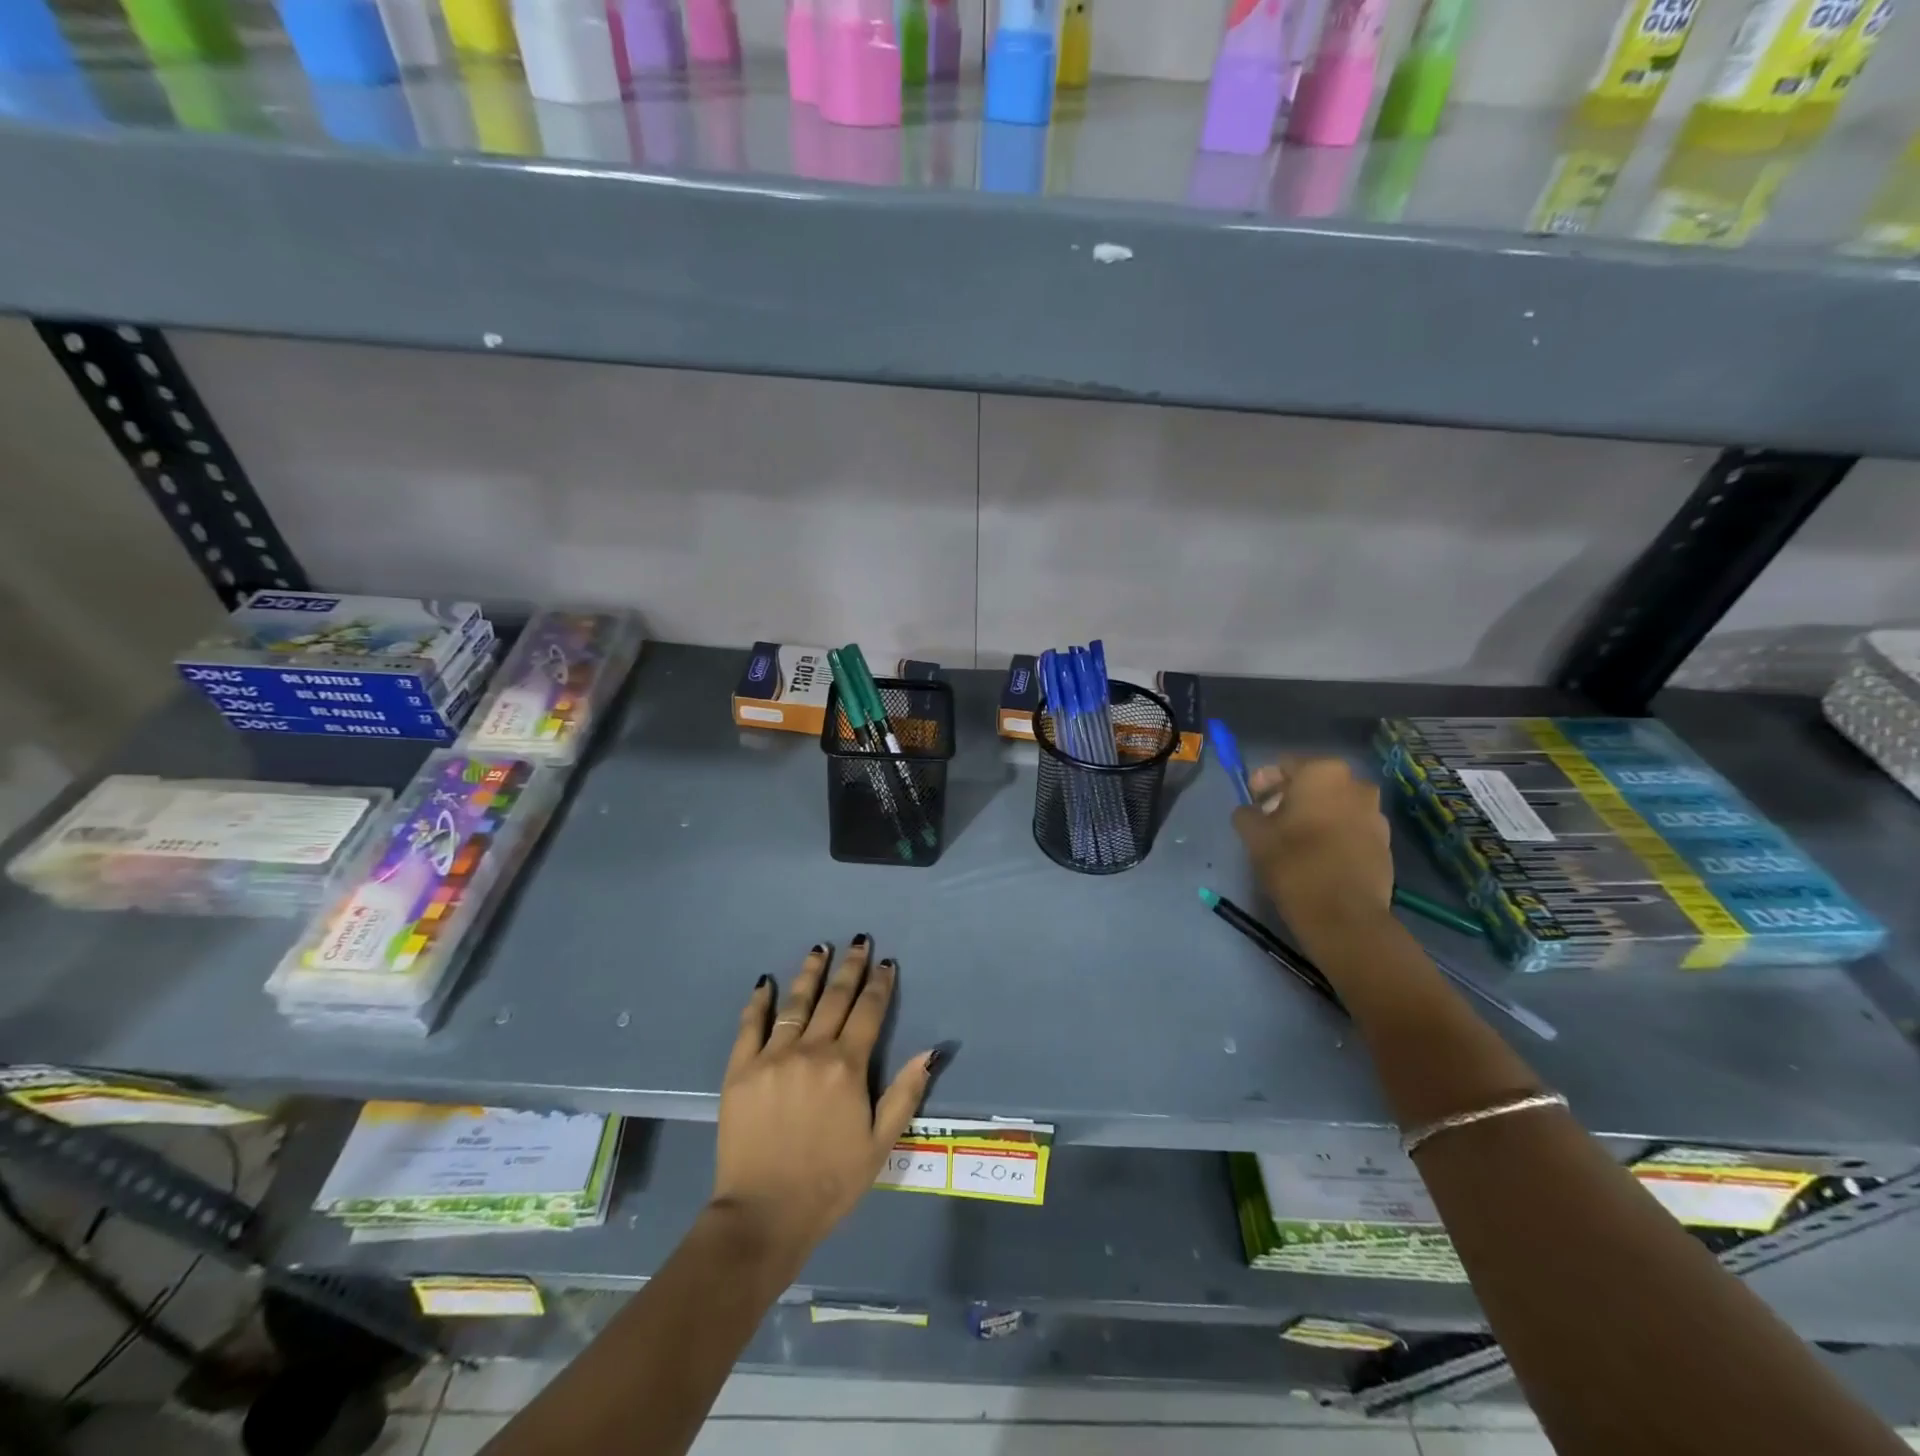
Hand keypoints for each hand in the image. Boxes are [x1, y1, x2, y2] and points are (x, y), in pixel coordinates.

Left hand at [711, 938, 934, 1271]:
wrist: (764, 1215)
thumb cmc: (830, 1182)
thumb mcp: (880, 1143)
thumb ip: (905, 1093)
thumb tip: (931, 1050)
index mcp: (847, 1066)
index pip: (868, 1012)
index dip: (879, 985)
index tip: (886, 962)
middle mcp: (812, 1050)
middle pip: (835, 998)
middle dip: (850, 967)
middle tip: (859, 941)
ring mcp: (773, 1057)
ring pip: (796, 1003)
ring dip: (810, 973)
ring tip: (820, 948)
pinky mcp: (741, 1070)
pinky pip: (750, 1027)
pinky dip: (759, 1002)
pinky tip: (765, 982)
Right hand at [1232, 756, 1393, 934]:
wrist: (1344, 915)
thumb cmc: (1294, 863)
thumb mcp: (1254, 835)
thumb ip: (1246, 813)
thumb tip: (1250, 811)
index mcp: (1323, 773)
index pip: (1285, 765)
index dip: (1264, 782)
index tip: (1252, 802)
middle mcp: (1355, 784)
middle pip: (1313, 783)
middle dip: (1291, 797)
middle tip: (1270, 820)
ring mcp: (1375, 814)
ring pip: (1335, 805)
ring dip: (1314, 815)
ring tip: (1294, 840)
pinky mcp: (1385, 843)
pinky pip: (1351, 828)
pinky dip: (1334, 834)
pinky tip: (1318, 856)